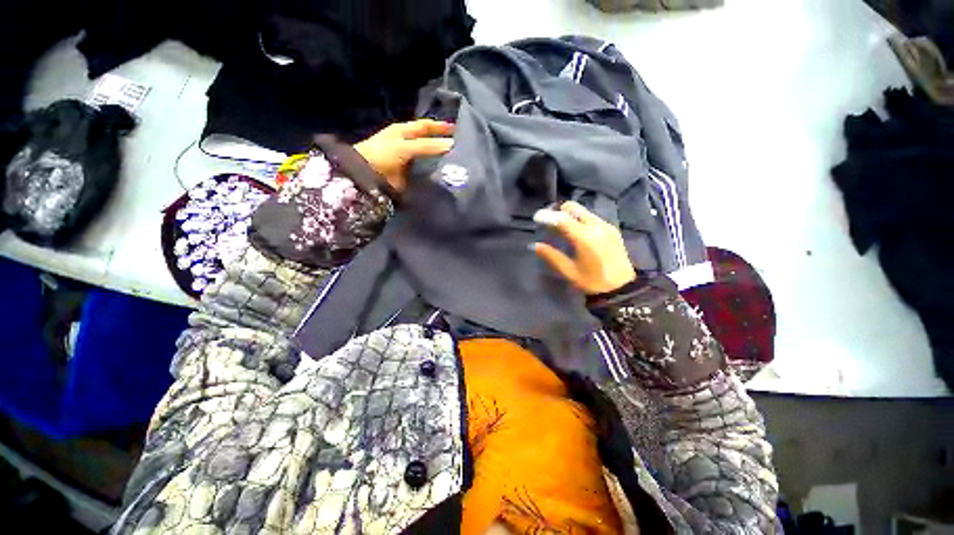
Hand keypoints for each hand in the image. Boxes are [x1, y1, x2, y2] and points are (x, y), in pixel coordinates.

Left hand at [354, 119, 454, 192]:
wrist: (367, 176)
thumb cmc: (383, 154)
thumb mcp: (405, 146)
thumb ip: (428, 146)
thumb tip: (452, 144)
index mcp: (405, 131)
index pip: (426, 126)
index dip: (440, 127)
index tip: (458, 130)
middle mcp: (408, 144)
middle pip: (429, 142)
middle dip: (443, 145)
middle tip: (461, 150)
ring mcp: (409, 160)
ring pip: (429, 158)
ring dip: (440, 161)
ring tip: (457, 164)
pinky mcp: (410, 175)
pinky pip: (425, 173)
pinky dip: (434, 174)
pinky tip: (445, 176)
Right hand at [533, 201, 636, 294]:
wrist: (622, 289)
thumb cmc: (592, 282)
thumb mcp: (569, 271)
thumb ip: (551, 256)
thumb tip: (535, 245)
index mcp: (585, 237)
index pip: (562, 218)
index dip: (547, 216)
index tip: (536, 217)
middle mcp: (597, 226)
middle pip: (574, 208)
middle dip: (558, 211)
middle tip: (548, 221)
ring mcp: (606, 226)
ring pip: (583, 211)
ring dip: (569, 215)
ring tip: (560, 227)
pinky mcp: (612, 230)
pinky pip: (592, 217)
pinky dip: (580, 220)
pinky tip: (575, 232)